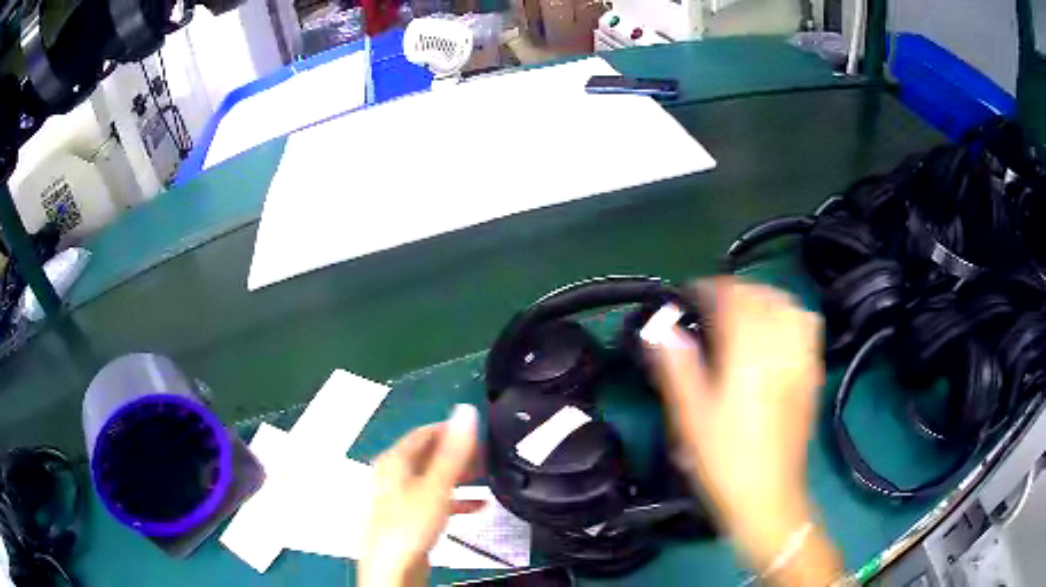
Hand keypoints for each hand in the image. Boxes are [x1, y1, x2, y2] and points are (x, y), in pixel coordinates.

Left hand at [359, 405, 481, 586]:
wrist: (394, 568)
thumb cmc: (410, 524)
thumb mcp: (436, 485)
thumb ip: (453, 451)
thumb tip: (465, 412)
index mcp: (394, 461)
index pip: (423, 434)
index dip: (450, 429)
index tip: (477, 431)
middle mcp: (394, 476)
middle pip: (428, 455)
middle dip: (458, 454)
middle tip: (486, 456)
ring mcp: (400, 498)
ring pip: (433, 478)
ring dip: (459, 476)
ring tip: (486, 477)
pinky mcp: (409, 518)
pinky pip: (435, 500)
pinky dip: (455, 499)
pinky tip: (477, 505)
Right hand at [645, 278, 840, 584]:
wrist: (767, 496)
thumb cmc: (724, 460)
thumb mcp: (690, 416)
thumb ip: (676, 366)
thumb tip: (661, 329)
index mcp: (747, 356)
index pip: (732, 299)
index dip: (709, 289)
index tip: (690, 295)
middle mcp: (779, 349)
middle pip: (762, 295)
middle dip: (736, 290)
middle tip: (712, 305)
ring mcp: (801, 361)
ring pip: (788, 305)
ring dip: (764, 297)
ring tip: (745, 311)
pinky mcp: (811, 376)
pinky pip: (807, 327)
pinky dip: (790, 315)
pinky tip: (777, 330)